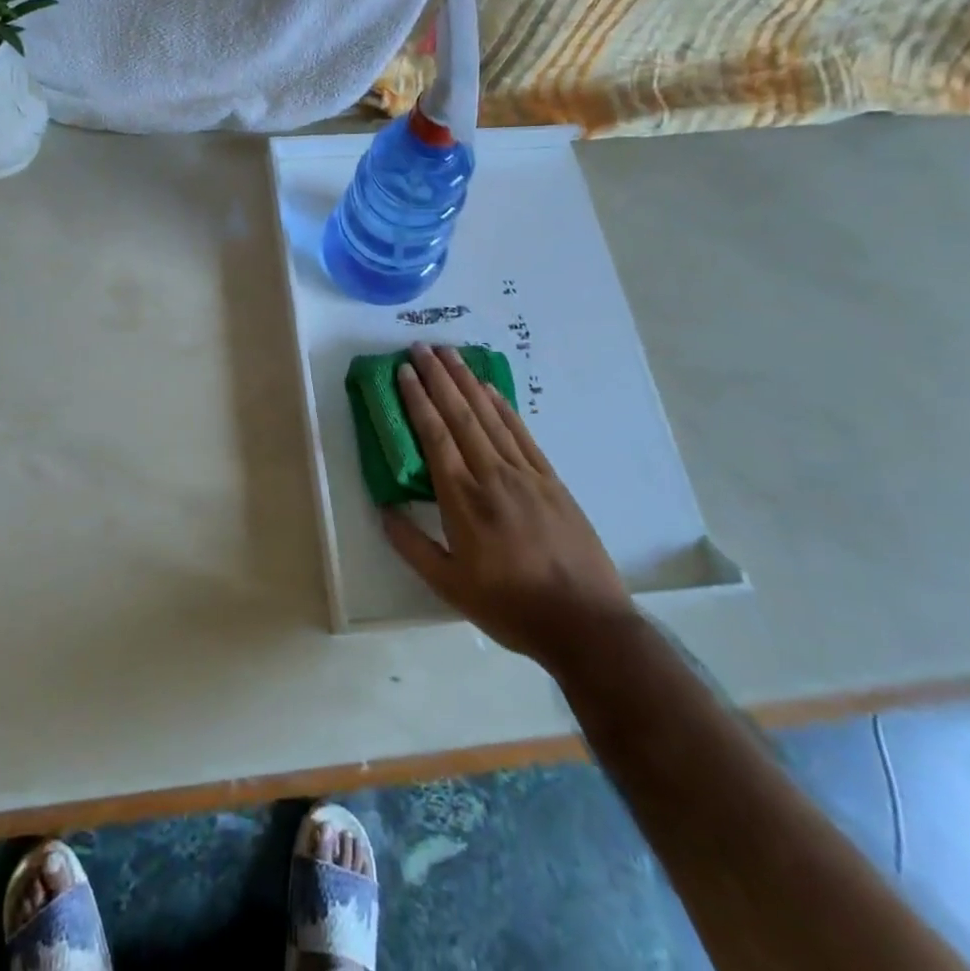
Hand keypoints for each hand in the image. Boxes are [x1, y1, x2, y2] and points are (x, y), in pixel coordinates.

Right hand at [382, 343, 635, 671]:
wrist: (585, 623)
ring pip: (491, 416)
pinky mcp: (552, 480)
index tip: (404, 371)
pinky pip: (522, 434)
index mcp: (463, 500)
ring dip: (468, 381)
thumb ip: (412, 546)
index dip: (417, 400)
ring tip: (451, 354)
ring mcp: (526, 474)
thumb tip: (383, 509)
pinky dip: (503, 406)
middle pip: (461, 415)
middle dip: (439, 377)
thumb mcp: (449, 586)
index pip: (435, 436)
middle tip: (421, 347)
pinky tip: (491, 389)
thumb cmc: (510, 606)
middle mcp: (493, 475)